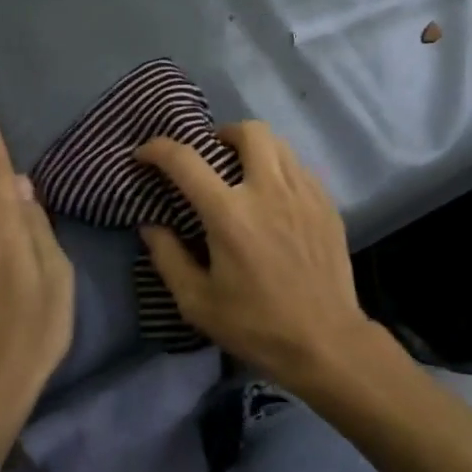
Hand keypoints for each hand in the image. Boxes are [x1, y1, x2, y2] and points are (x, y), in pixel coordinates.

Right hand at [136, 121, 381, 392]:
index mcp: (230, 213)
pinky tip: (276, 197)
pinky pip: (300, 167)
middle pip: (248, 131)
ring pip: (279, 143)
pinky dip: (281, 169)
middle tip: (213, 155)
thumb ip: (168, 257)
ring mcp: (303, 192)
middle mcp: (268, 189)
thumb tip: (151, 225)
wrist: (325, 341)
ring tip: (245, 172)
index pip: (185, 161)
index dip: (158, 149)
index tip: (144, 154)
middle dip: (224, 133)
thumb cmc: (256, 325)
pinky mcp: (326, 202)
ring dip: (255, 148)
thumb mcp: (197, 302)